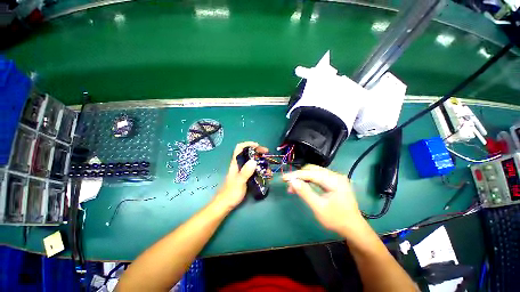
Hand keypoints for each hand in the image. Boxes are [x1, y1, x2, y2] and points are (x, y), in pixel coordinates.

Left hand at [213, 142, 267, 211]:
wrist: (225, 205)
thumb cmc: (230, 193)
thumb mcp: (239, 182)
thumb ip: (246, 172)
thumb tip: (254, 161)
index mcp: (236, 163)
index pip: (239, 148)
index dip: (248, 144)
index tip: (258, 146)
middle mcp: (239, 165)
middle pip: (248, 153)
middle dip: (258, 152)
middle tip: (267, 154)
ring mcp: (243, 171)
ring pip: (252, 162)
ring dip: (261, 162)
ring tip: (268, 168)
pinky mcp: (246, 177)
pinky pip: (254, 170)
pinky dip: (260, 169)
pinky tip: (265, 174)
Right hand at [283, 165, 364, 235]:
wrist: (353, 228)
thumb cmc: (337, 220)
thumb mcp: (319, 208)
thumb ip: (305, 193)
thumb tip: (292, 181)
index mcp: (334, 180)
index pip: (310, 173)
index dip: (296, 175)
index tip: (283, 178)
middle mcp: (335, 175)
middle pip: (312, 170)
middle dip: (299, 176)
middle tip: (289, 185)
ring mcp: (335, 178)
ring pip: (314, 172)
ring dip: (302, 178)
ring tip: (293, 187)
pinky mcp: (333, 182)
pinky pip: (317, 177)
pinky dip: (308, 181)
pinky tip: (302, 187)